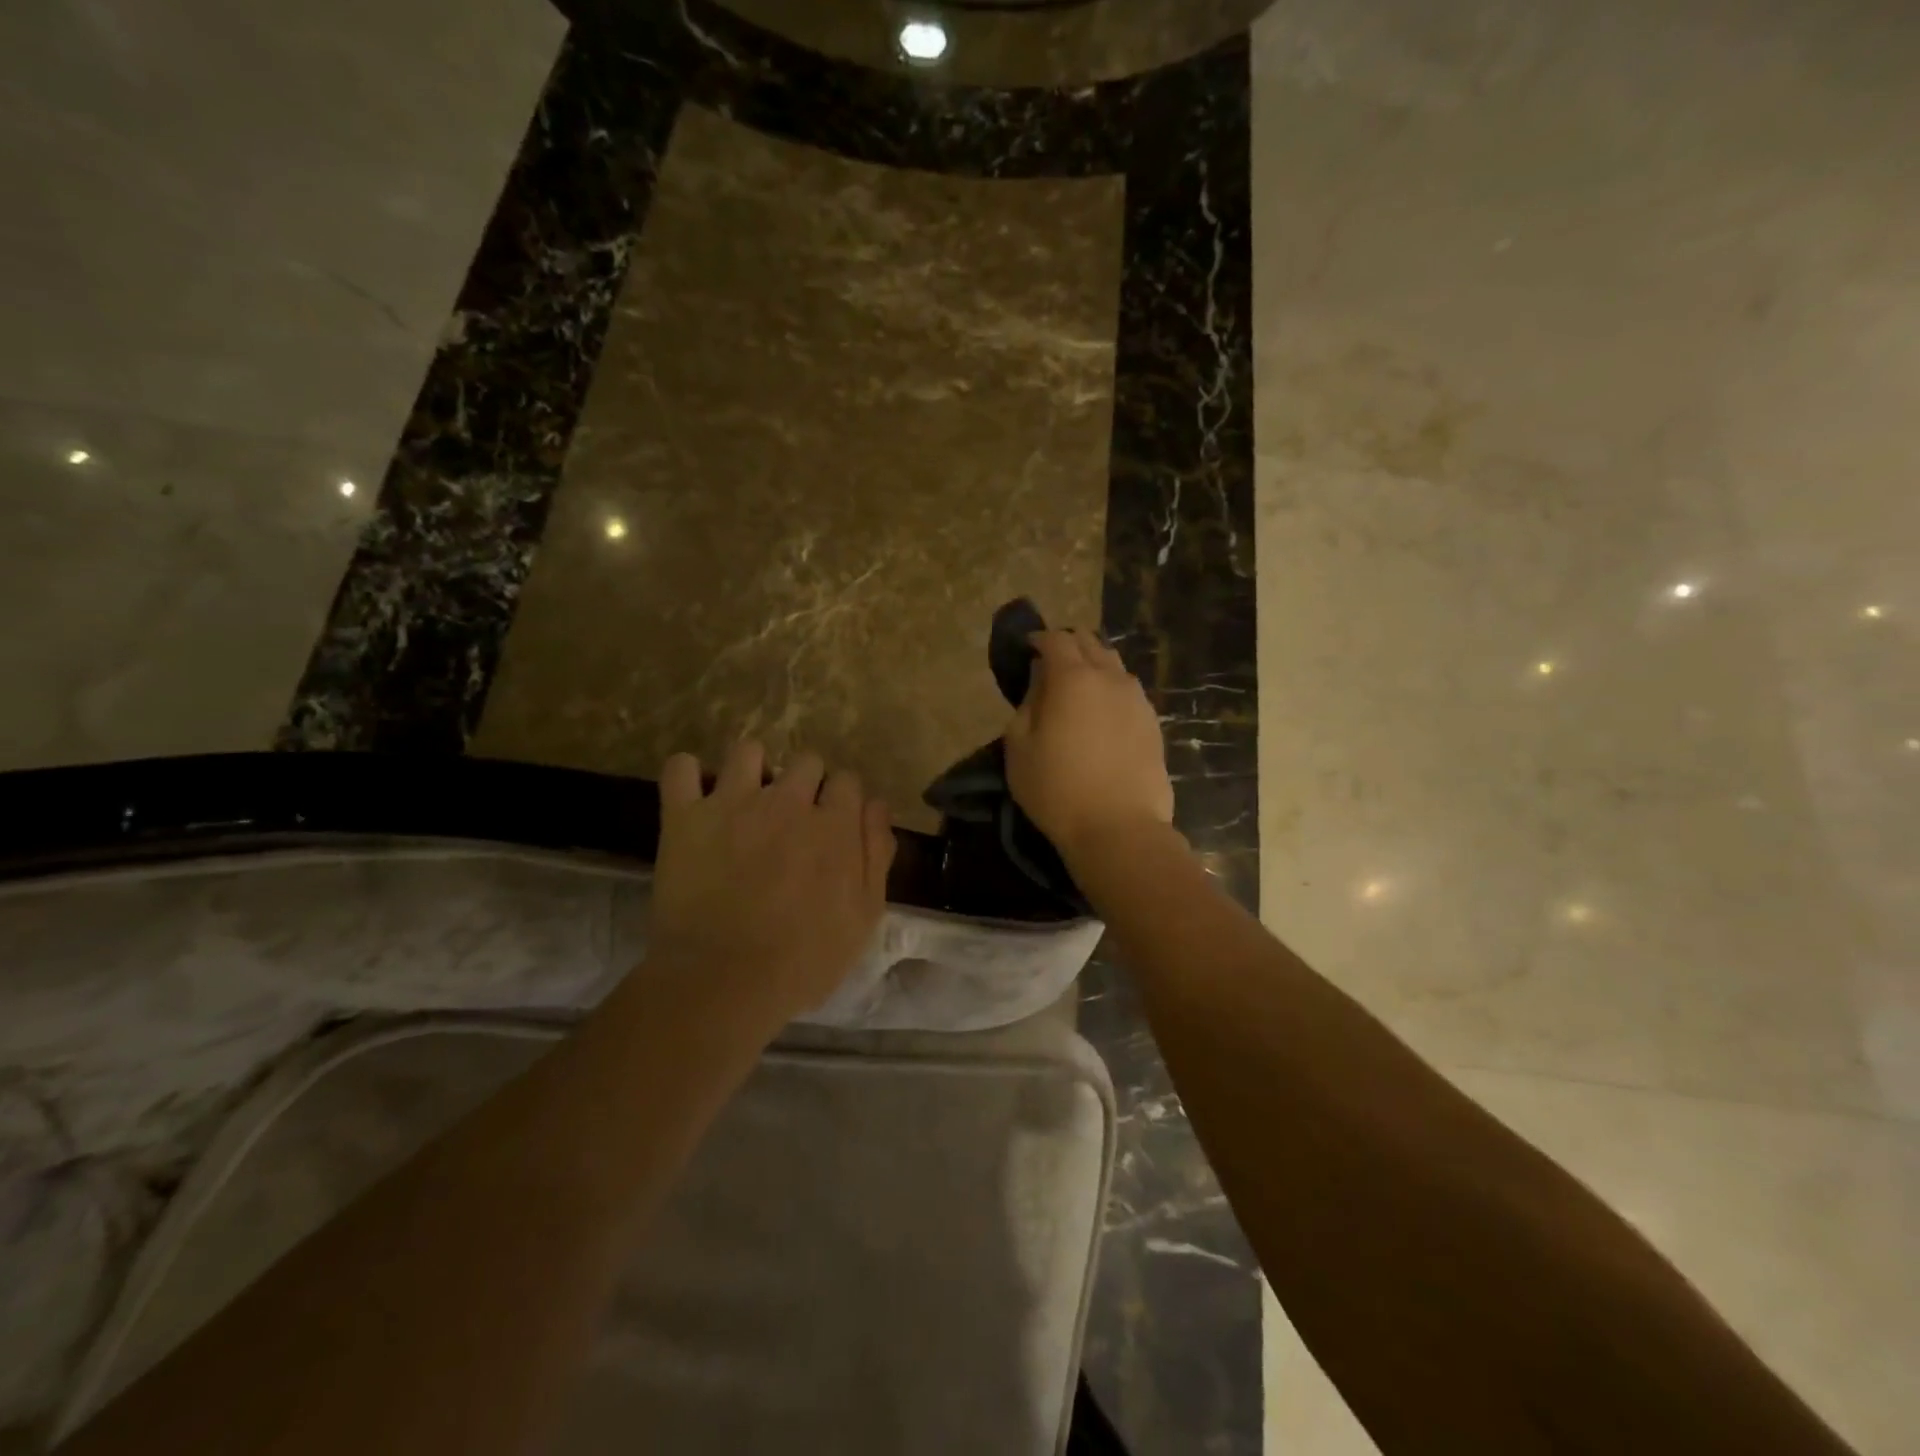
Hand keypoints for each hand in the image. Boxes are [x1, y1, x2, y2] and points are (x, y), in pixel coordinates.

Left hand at [651, 742, 894, 1029]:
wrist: (723, 982)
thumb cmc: (804, 960)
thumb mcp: (864, 917)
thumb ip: (876, 854)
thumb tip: (877, 805)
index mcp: (834, 824)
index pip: (848, 781)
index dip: (841, 802)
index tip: (832, 825)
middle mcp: (787, 801)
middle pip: (805, 760)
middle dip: (804, 784)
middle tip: (791, 820)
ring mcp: (733, 803)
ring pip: (748, 751)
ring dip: (752, 771)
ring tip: (744, 801)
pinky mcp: (685, 816)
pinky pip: (680, 768)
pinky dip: (687, 775)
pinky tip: (694, 796)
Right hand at [1004, 629, 1175, 860]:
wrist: (1118, 828)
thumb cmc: (1056, 789)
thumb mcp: (1019, 747)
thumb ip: (1027, 704)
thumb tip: (1040, 682)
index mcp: (1073, 678)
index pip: (1056, 639)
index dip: (1038, 639)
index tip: (1027, 649)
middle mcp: (1110, 677)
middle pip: (1090, 642)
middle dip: (1068, 645)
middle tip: (1051, 664)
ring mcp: (1137, 699)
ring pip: (1114, 664)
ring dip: (1094, 665)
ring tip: (1079, 687)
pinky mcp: (1153, 722)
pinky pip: (1129, 690)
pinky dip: (1112, 689)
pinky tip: (1103, 712)